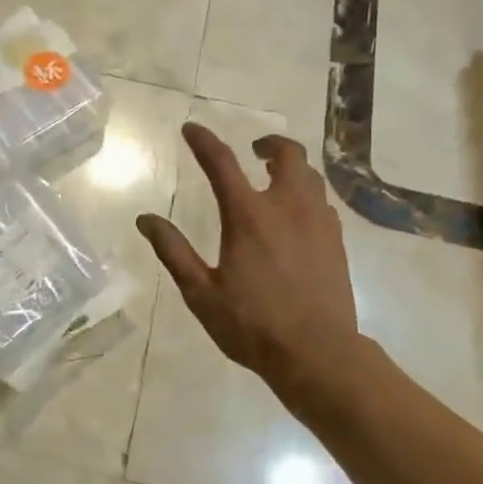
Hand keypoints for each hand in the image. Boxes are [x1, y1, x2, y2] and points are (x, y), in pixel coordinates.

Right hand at [137, 123, 361, 406]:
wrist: (318, 354)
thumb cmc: (252, 325)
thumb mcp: (201, 292)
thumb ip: (174, 251)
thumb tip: (145, 220)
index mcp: (249, 216)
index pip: (222, 163)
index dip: (204, 141)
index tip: (191, 129)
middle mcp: (287, 208)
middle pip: (287, 155)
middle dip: (269, 144)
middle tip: (253, 151)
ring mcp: (318, 222)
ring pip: (310, 176)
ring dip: (291, 168)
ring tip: (274, 179)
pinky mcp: (336, 241)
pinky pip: (322, 202)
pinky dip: (306, 194)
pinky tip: (296, 215)